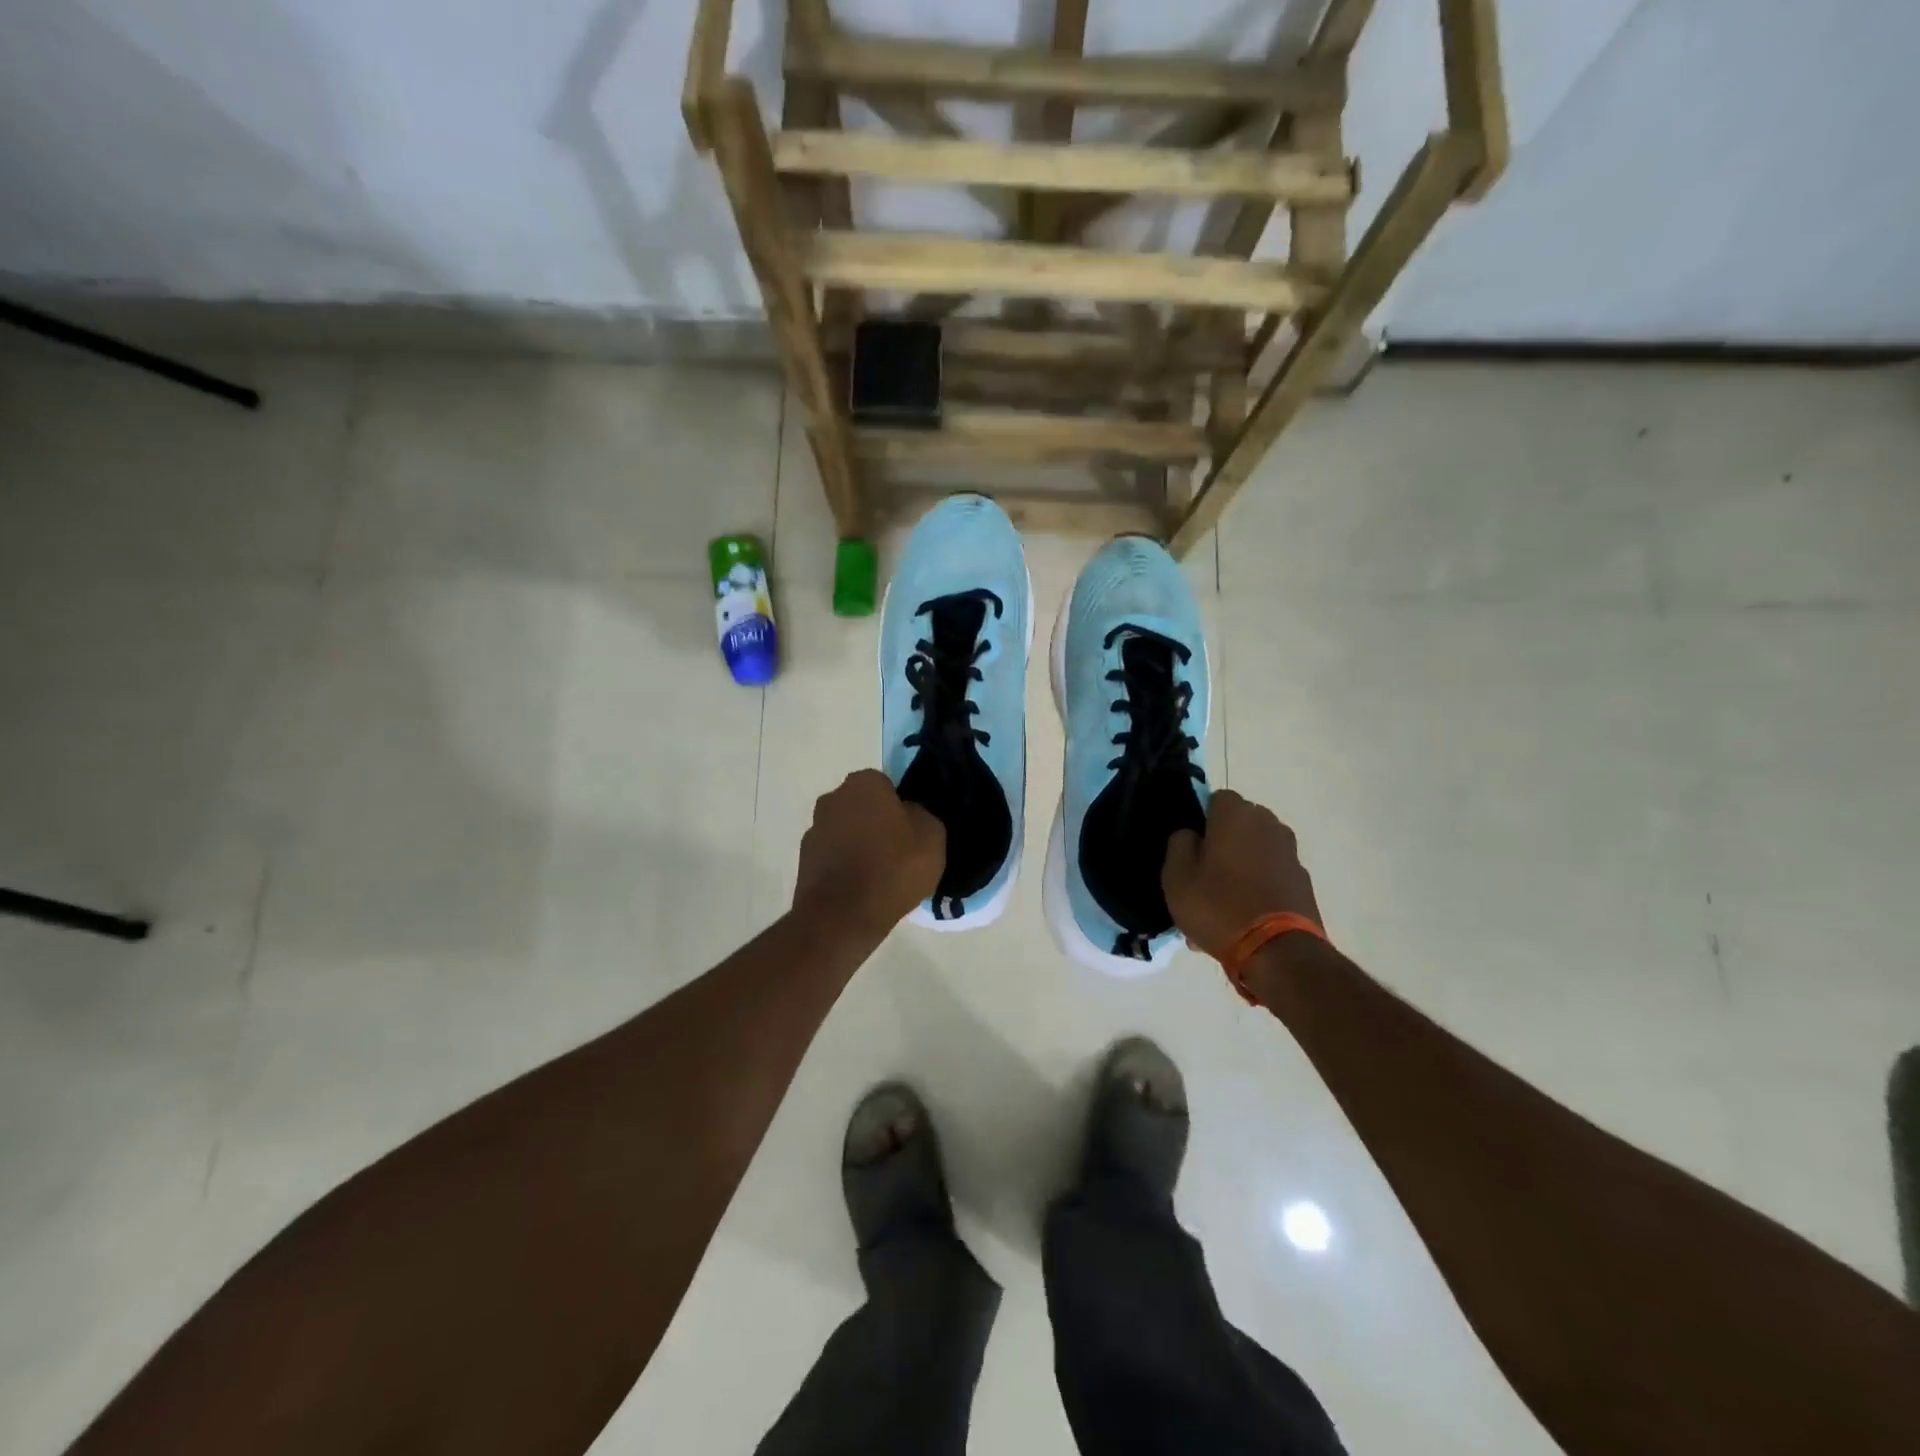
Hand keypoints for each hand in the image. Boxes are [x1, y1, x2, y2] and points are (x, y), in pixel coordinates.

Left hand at [793, 770, 944, 936]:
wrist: (843, 916)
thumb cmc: (893, 868)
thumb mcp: (932, 836)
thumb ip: (922, 814)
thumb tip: (909, 813)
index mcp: (863, 783)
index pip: (887, 785)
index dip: (900, 807)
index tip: (911, 831)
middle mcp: (832, 798)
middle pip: (863, 807)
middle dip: (877, 823)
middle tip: (898, 852)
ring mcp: (813, 829)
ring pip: (846, 831)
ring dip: (859, 845)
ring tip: (880, 876)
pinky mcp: (803, 861)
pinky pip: (833, 856)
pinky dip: (845, 867)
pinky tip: (861, 889)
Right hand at [1162, 790, 1322, 958]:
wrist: (1278, 952)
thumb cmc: (1218, 907)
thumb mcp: (1176, 877)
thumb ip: (1178, 844)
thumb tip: (1190, 834)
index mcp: (1236, 815)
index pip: (1216, 798)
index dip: (1201, 820)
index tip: (1191, 847)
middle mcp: (1269, 824)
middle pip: (1239, 824)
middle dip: (1223, 842)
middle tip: (1204, 875)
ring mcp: (1290, 853)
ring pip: (1255, 851)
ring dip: (1240, 865)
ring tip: (1222, 902)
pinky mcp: (1303, 881)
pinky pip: (1270, 875)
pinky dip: (1257, 886)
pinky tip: (1243, 916)